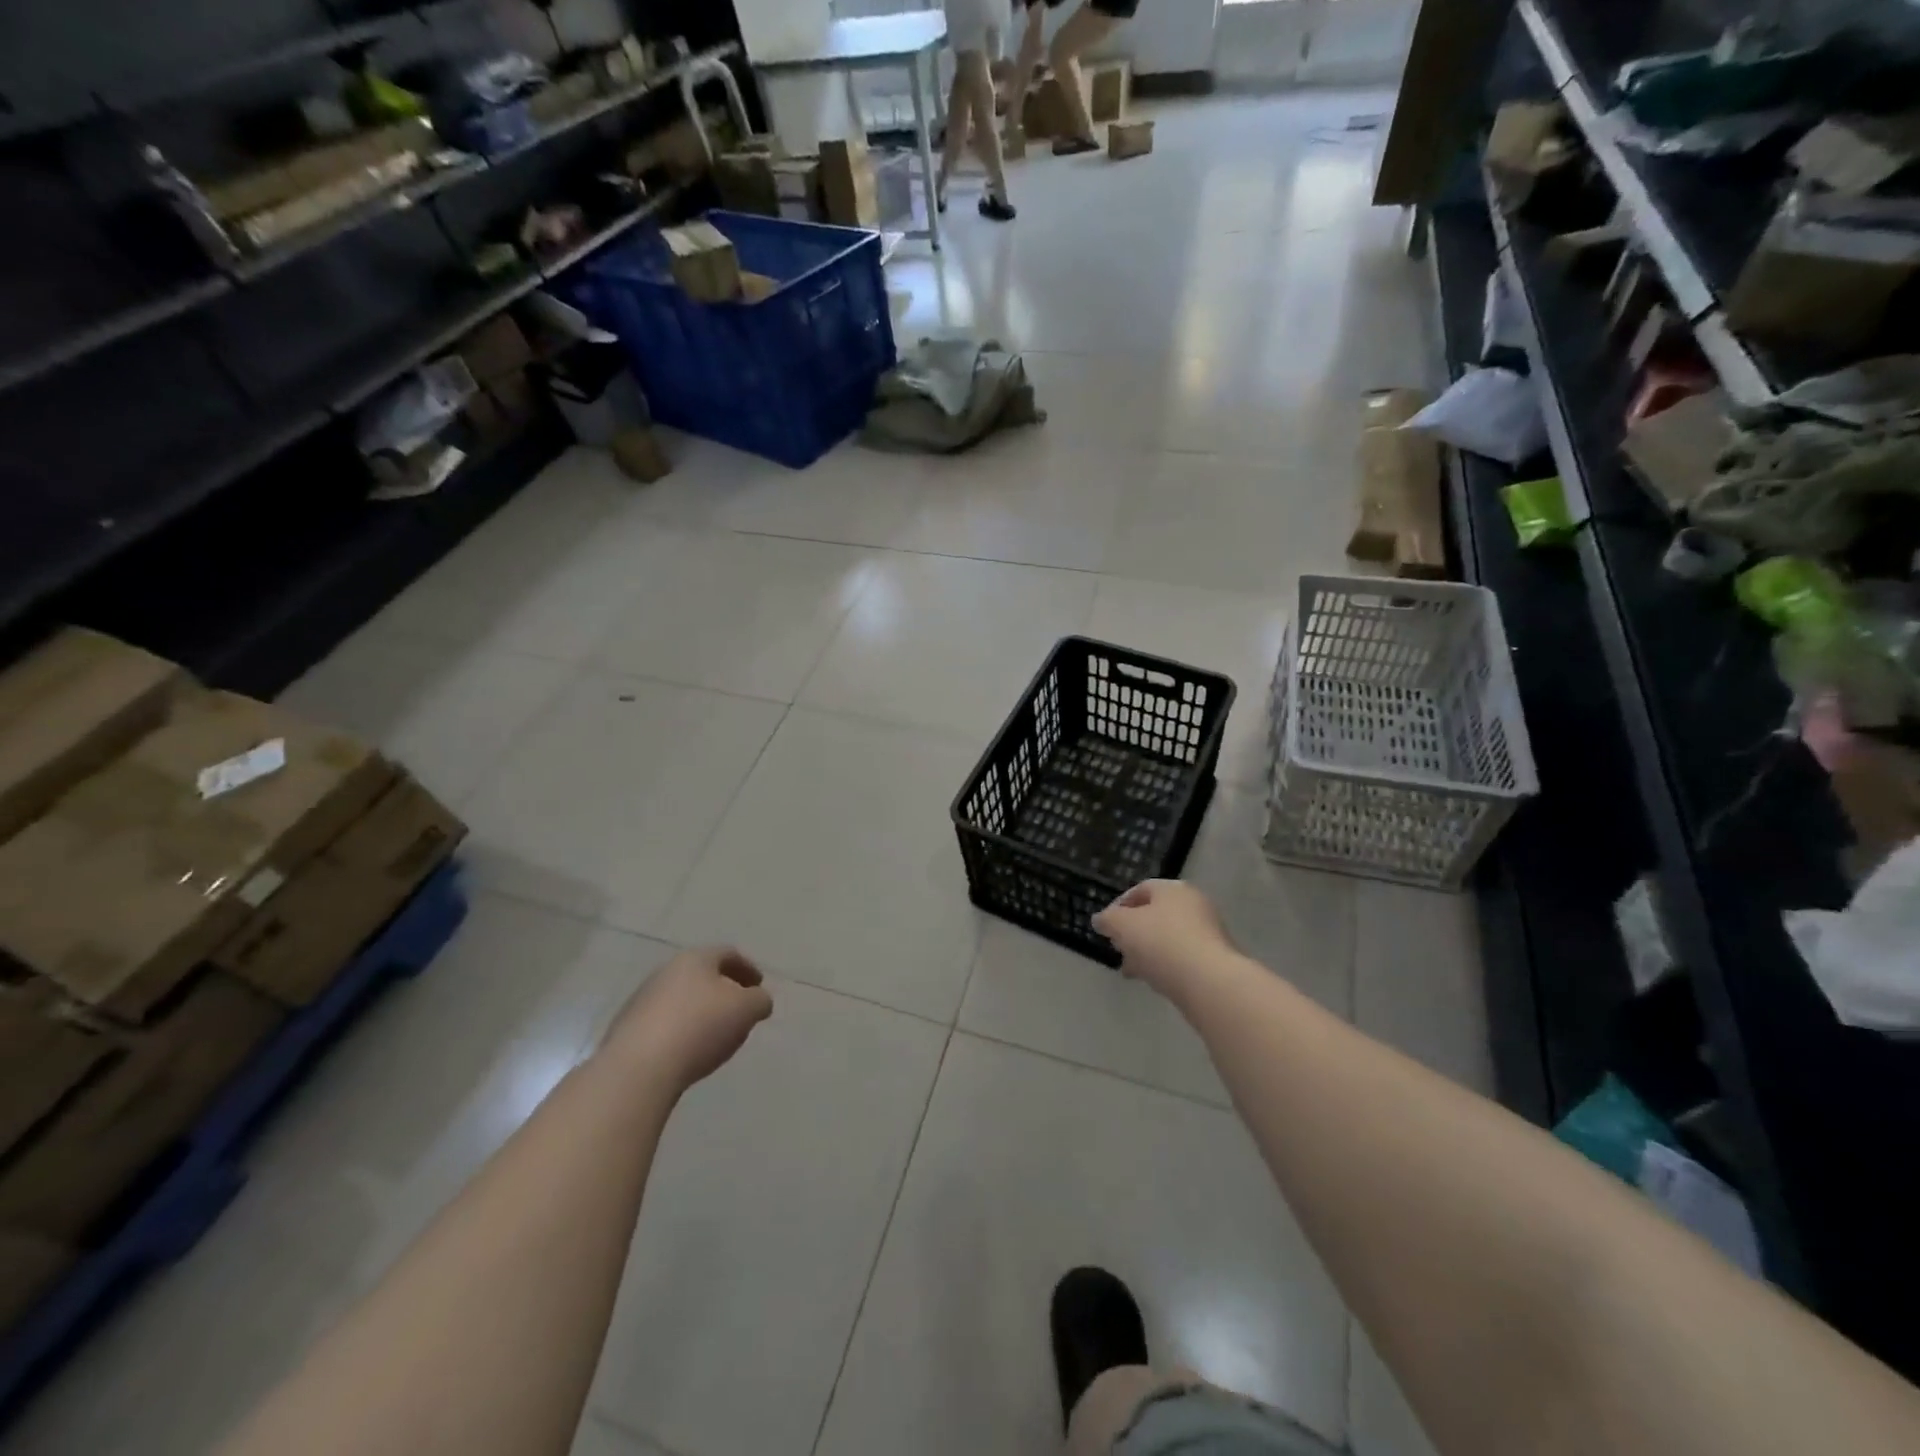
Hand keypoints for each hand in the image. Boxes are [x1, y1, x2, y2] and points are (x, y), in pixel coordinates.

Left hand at [601, 947, 772, 1092]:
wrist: (638, 1068)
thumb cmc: (700, 1027)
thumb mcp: (747, 1010)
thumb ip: (760, 1000)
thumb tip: (758, 1000)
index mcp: (695, 959)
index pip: (728, 954)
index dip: (748, 968)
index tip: (759, 987)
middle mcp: (666, 971)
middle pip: (702, 975)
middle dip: (724, 990)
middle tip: (740, 1010)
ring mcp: (642, 1000)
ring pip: (681, 999)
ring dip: (701, 1011)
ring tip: (715, 1035)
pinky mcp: (627, 1029)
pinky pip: (664, 1023)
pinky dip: (681, 1031)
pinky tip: (688, 1051)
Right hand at [1093, 880, 1233, 1000]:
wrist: (1209, 982)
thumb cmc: (1162, 943)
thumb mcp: (1122, 926)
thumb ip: (1108, 919)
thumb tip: (1100, 919)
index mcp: (1173, 889)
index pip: (1140, 890)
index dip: (1118, 906)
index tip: (1105, 926)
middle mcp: (1194, 905)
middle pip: (1155, 915)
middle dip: (1132, 932)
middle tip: (1117, 948)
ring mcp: (1207, 933)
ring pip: (1167, 938)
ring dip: (1146, 951)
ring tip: (1130, 970)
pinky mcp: (1214, 960)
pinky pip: (1181, 957)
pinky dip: (1164, 965)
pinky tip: (1152, 980)